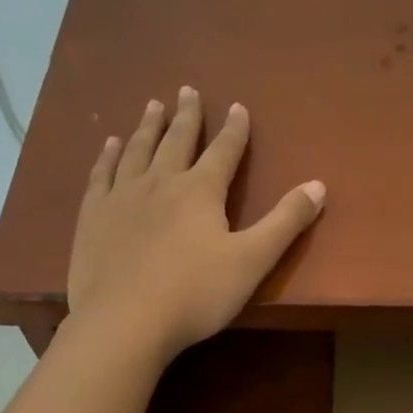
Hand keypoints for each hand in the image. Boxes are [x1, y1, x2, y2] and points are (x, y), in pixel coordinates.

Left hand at [66, 88, 324, 360]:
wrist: (125, 321)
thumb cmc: (196, 294)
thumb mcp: (253, 260)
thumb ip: (286, 222)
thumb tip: (318, 185)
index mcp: (200, 191)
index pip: (223, 151)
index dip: (234, 129)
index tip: (237, 106)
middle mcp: (160, 183)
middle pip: (176, 141)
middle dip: (186, 116)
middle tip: (187, 90)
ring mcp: (122, 197)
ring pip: (137, 150)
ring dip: (148, 127)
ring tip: (153, 106)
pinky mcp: (93, 217)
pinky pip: (101, 174)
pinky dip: (108, 156)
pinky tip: (110, 146)